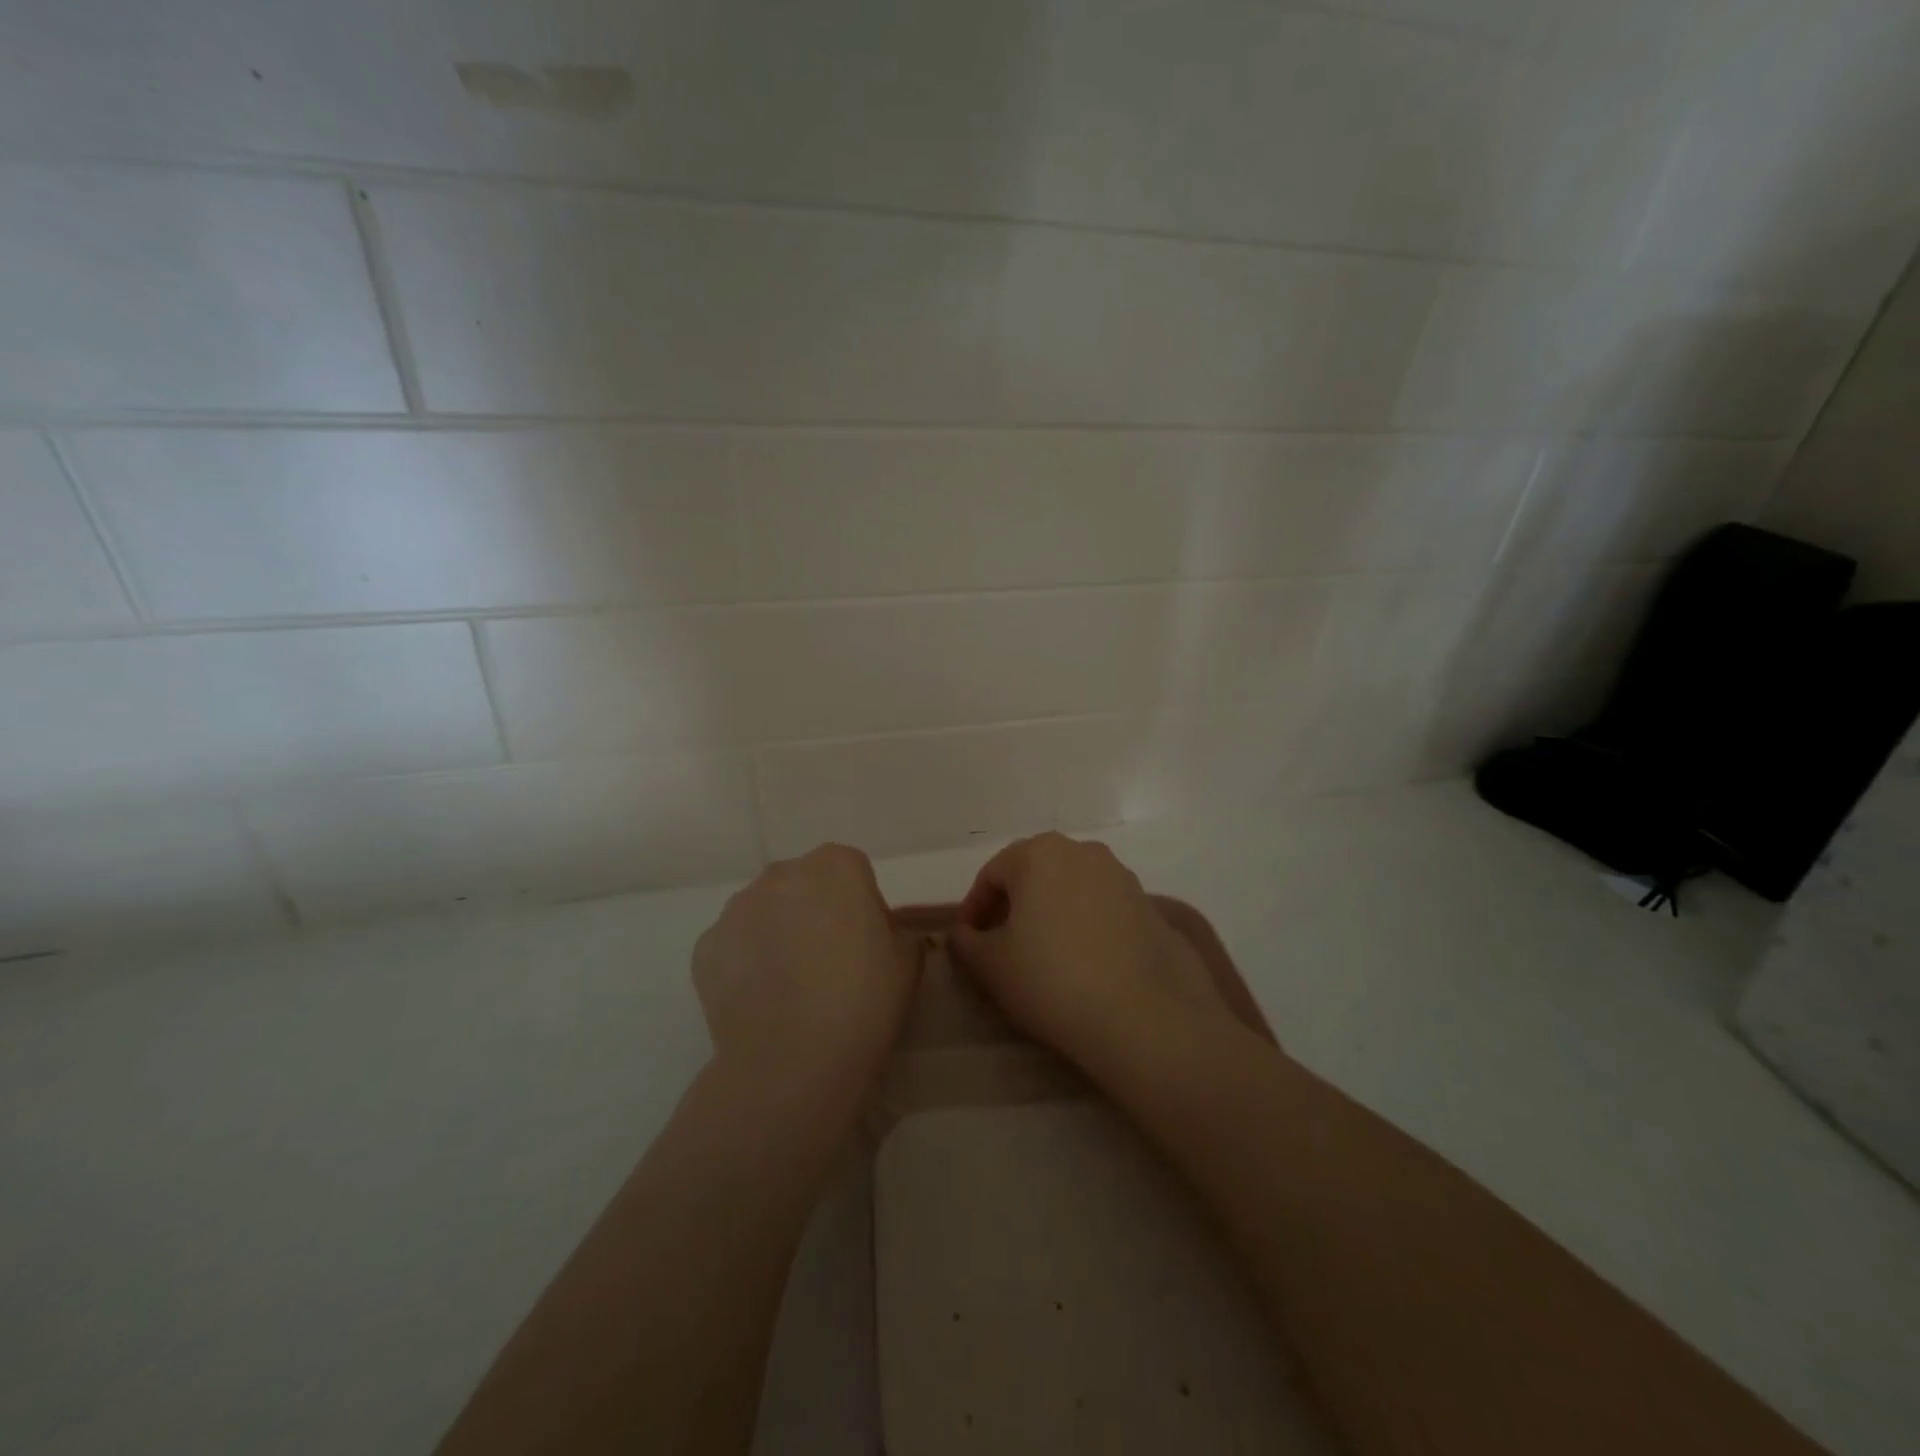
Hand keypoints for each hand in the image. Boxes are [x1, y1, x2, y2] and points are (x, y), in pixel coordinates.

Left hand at [692, 843, 921, 1105]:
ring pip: (764, 912)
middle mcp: (783, 873)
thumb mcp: (908, 960)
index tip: (865, 944)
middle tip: (827, 963)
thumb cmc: (863, 1001)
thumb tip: (877, 933)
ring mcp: (738, 907)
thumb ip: (895, 930)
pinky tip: (761, 1001)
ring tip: (789, 987)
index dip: (861, 907)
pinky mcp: (706, 945)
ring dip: (777, 934)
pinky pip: (734, 945)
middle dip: (814, 912)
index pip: (853, 872)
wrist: (793, 1060)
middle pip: (804, 885)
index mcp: (837, 866)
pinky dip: (745, 963)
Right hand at [949, 833, 1230, 1074]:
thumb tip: (964, 934)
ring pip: (1069, 888)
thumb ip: (966, 942)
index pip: (991, 875)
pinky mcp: (1149, 904)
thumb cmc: (1051, 979)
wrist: (1143, 1014)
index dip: (974, 909)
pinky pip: (1101, 907)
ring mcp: (1120, 875)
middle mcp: (1081, 851)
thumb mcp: (990, 965)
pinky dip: (1084, 924)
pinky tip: (1083, 962)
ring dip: (1050, 912)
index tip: (968, 943)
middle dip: (1012, 905)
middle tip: (1001, 945)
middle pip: (1033, 873)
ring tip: (1043, 955)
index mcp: (1037, 853)